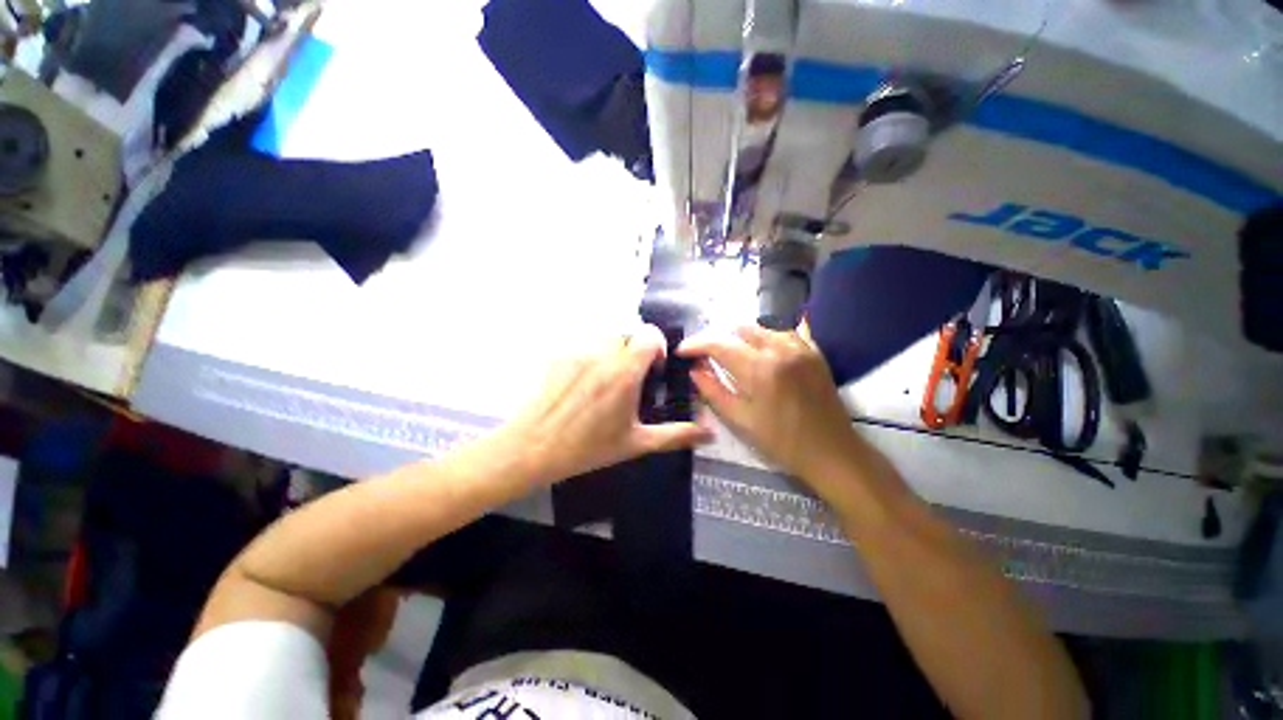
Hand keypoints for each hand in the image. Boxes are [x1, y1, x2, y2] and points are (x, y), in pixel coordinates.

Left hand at [502, 324, 712, 484]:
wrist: (533, 447)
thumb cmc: (588, 447)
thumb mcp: (635, 443)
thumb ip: (675, 435)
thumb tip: (709, 434)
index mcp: (624, 372)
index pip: (649, 334)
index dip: (657, 345)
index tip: (654, 368)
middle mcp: (602, 354)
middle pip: (627, 334)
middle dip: (634, 351)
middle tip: (630, 380)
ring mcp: (578, 352)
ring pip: (604, 338)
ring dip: (612, 352)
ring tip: (606, 381)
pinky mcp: (559, 355)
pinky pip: (583, 346)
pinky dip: (590, 357)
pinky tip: (582, 384)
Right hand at [678, 322, 856, 482]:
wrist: (832, 452)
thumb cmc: (781, 441)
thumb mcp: (741, 420)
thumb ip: (713, 391)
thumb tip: (695, 369)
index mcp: (759, 369)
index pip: (719, 344)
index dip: (697, 344)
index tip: (682, 351)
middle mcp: (780, 349)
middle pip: (739, 328)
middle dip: (718, 337)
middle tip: (706, 354)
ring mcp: (800, 347)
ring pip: (762, 326)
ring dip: (741, 335)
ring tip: (730, 350)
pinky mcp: (813, 351)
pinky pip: (784, 331)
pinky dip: (765, 335)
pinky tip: (759, 349)